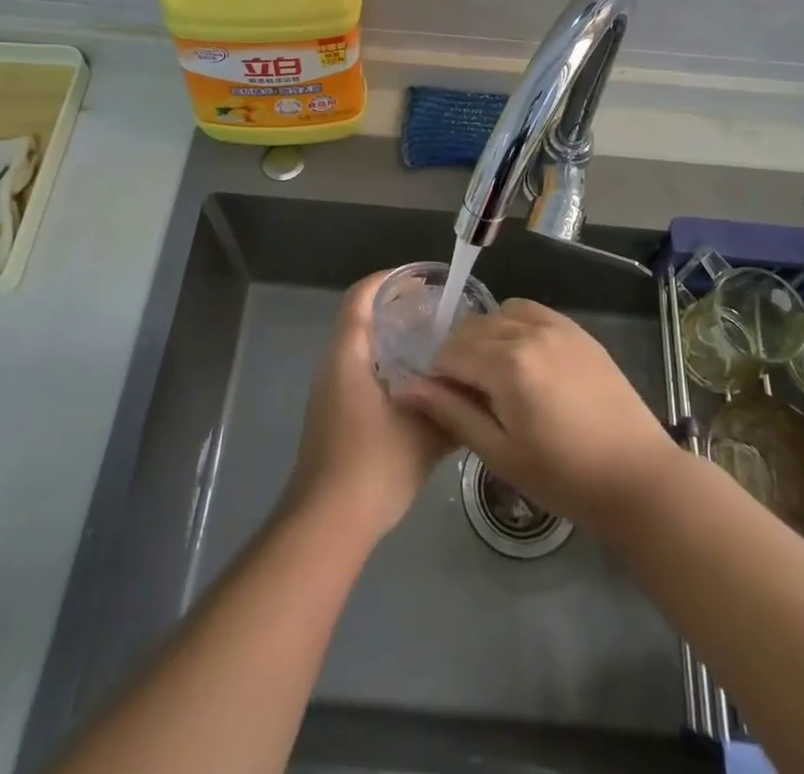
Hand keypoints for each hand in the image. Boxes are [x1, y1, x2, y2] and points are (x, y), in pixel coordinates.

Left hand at [283, 272, 451, 543]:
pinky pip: (362, 371)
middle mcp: (334, 364)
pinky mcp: (335, 414)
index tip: (424, 281)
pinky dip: (389, 365)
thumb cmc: (373, 466)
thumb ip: (451, 404)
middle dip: (399, 309)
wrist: (327, 524)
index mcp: (349, 355)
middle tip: (441, 313)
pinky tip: (421, 386)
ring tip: (436, 345)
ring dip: (394, 340)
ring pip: (363, 348)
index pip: (362, 296)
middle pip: (363, 318)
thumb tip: (476, 384)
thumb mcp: (423, 432)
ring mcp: (331, 391)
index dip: (390, 280)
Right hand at [393, 299, 678, 535]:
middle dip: (457, 355)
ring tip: (493, 376)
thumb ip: (452, 412)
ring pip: (499, 314)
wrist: (638, 477)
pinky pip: (531, 312)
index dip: (435, 374)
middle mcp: (529, 331)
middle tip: (464, 394)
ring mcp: (557, 325)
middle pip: (472, 328)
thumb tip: (406, 387)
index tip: (437, 398)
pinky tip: (521, 359)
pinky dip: (514, 326)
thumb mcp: (500, 453)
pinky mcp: (577, 330)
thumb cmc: (564, 477)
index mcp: (507, 363)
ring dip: (485, 337)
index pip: (450, 352)